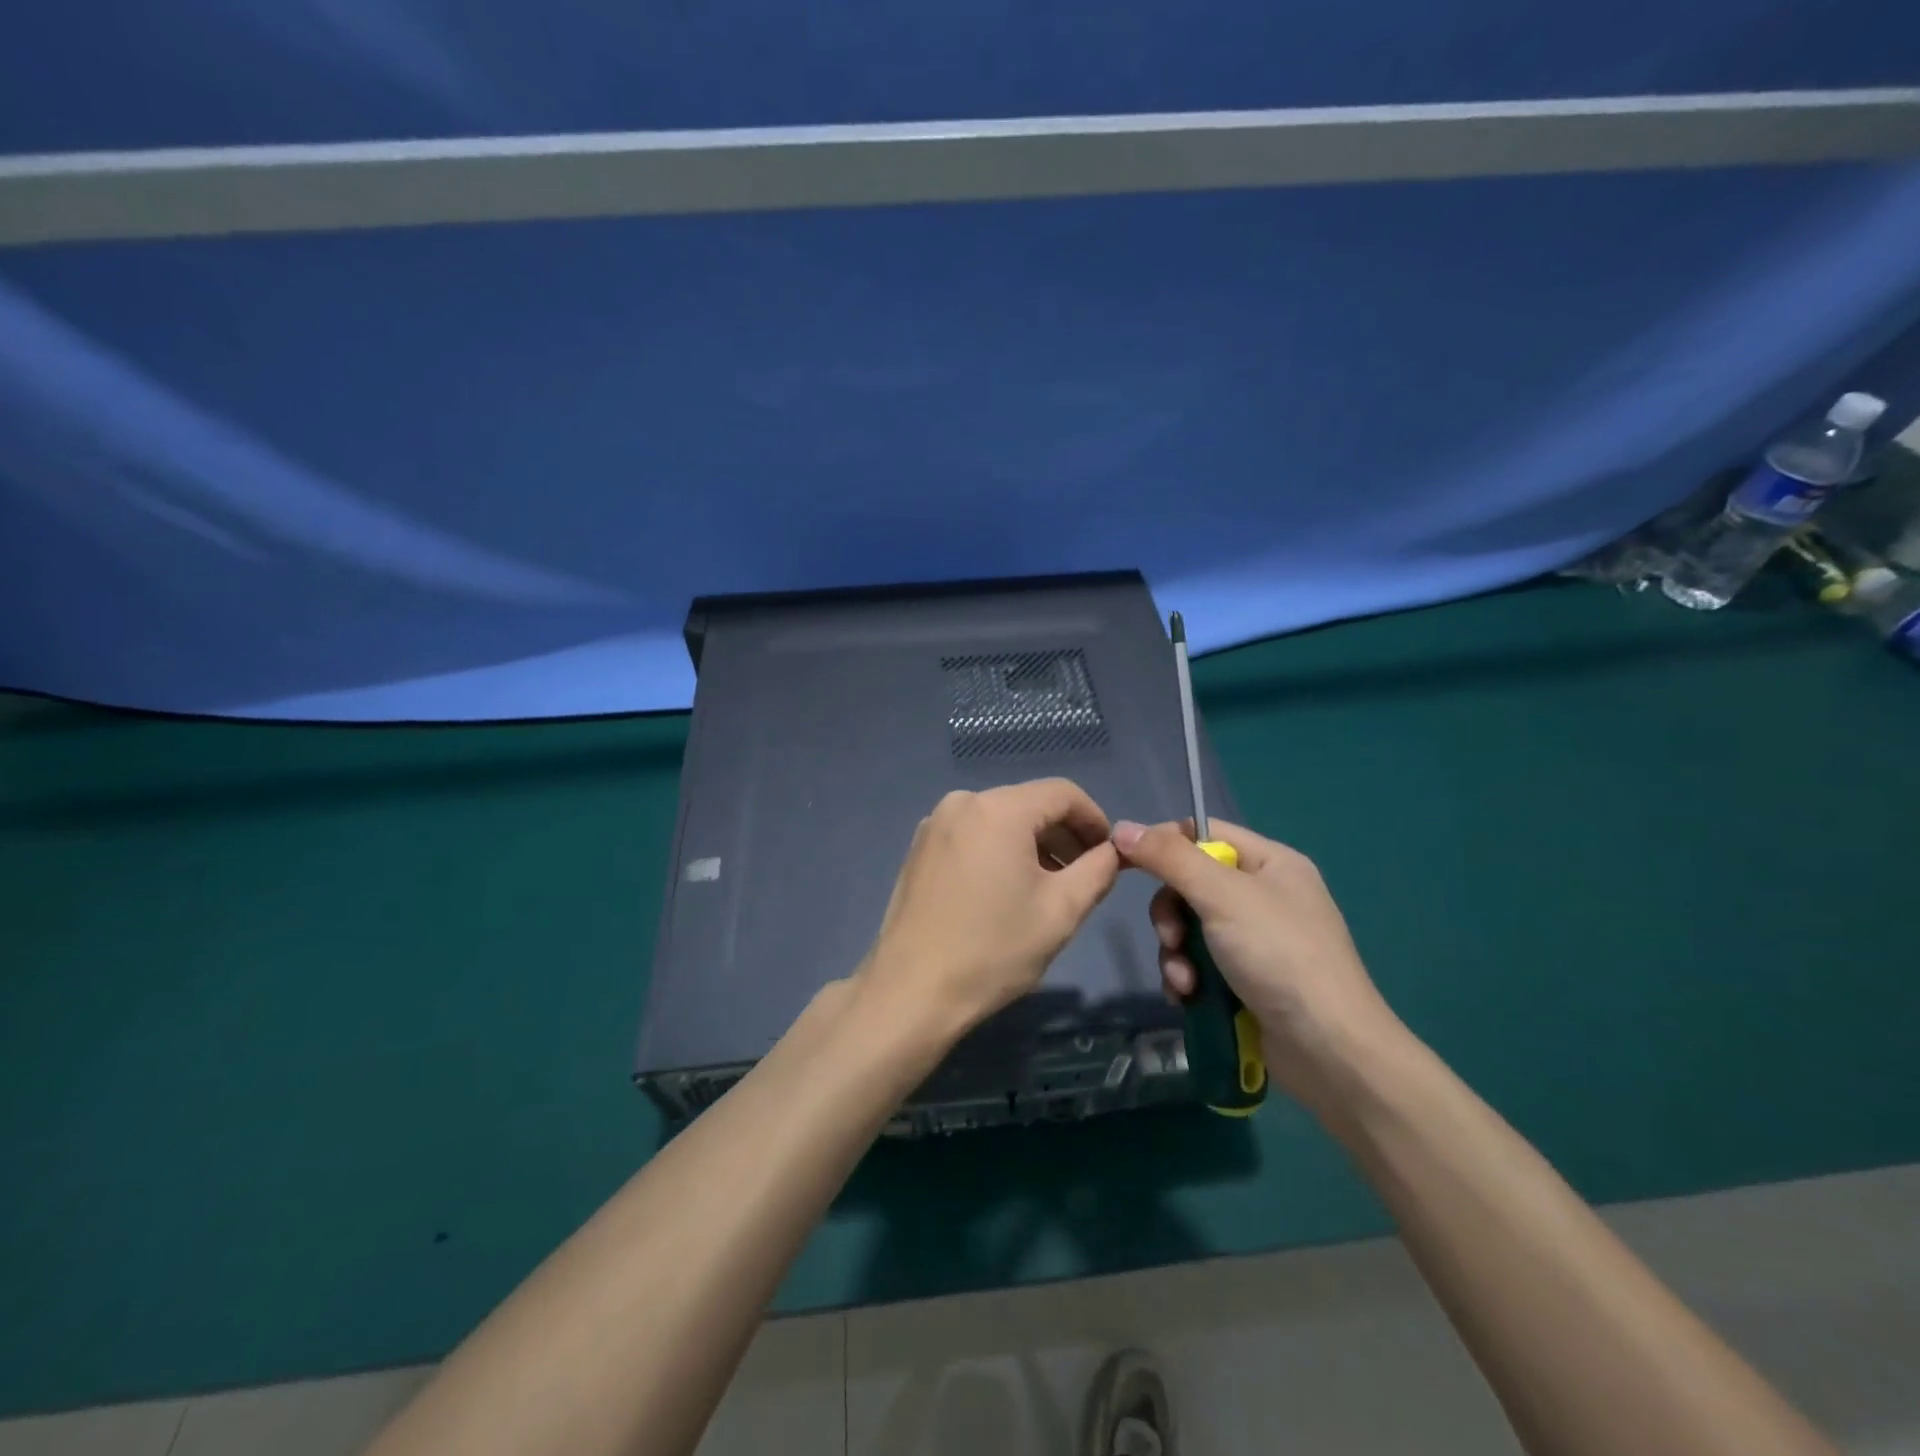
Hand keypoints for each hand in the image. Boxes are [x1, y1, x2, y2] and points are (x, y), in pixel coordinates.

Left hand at [855, 780, 1121, 1045]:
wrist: (911, 991)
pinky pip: (974, 834)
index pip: (1063, 793)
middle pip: (1030, 803)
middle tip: (1084, 877)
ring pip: (1001, 819)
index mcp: (999, 809)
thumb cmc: (993, 950)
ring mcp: (935, 823)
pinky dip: (999, 850)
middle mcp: (962, 802)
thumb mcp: (1061, 911)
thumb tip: (1111, 851)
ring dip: (1032, 845)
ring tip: (1049, 888)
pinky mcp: (919, 847)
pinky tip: (1006, 890)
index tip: (1109, 855)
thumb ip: (1098, 870)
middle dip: (1063, 835)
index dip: (1094, 819)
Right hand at [1112, 818, 1401, 1108]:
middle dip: (1171, 915)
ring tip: (1185, 982)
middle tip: (1172, 939)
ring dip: (1176, 953)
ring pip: (1190, 928)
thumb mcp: (1222, 896)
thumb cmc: (1279, 956)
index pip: (1204, 833)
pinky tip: (1188, 997)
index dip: (1164, 844)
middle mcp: (1264, 895)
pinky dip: (1187, 977)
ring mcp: (1256, 940)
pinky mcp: (1246, 979)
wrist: (1329, 1051)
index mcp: (1270, 862)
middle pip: (1190, 884)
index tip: (1128, 863)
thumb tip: (1121, 828)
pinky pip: (1200, 962)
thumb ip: (1169, 859)